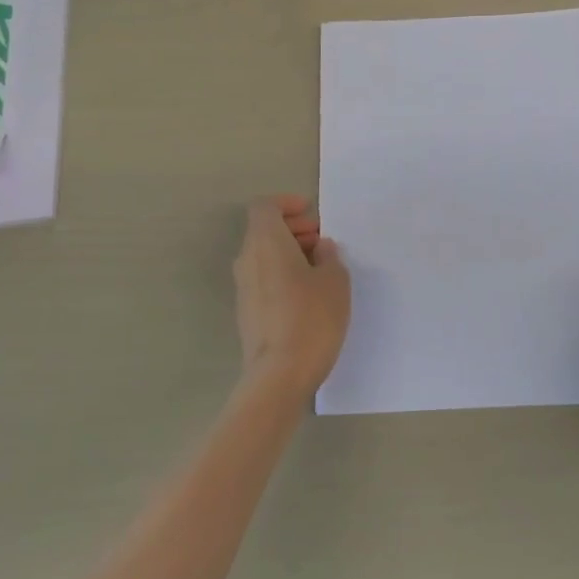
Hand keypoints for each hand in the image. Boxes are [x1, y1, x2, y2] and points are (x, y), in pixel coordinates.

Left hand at [234, 195, 350, 399]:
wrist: (279, 374)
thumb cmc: (311, 318)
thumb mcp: (335, 281)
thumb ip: (329, 256)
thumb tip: (320, 248)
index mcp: (265, 242)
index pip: (265, 207)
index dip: (287, 204)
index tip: (312, 214)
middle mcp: (247, 259)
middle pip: (264, 230)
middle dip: (293, 229)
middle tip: (322, 242)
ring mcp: (243, 287)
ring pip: (264, 255)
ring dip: (289, 253)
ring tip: (321, 269)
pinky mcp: (246, 311)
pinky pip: (263, 278)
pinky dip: (283, 274)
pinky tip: (308, 295)